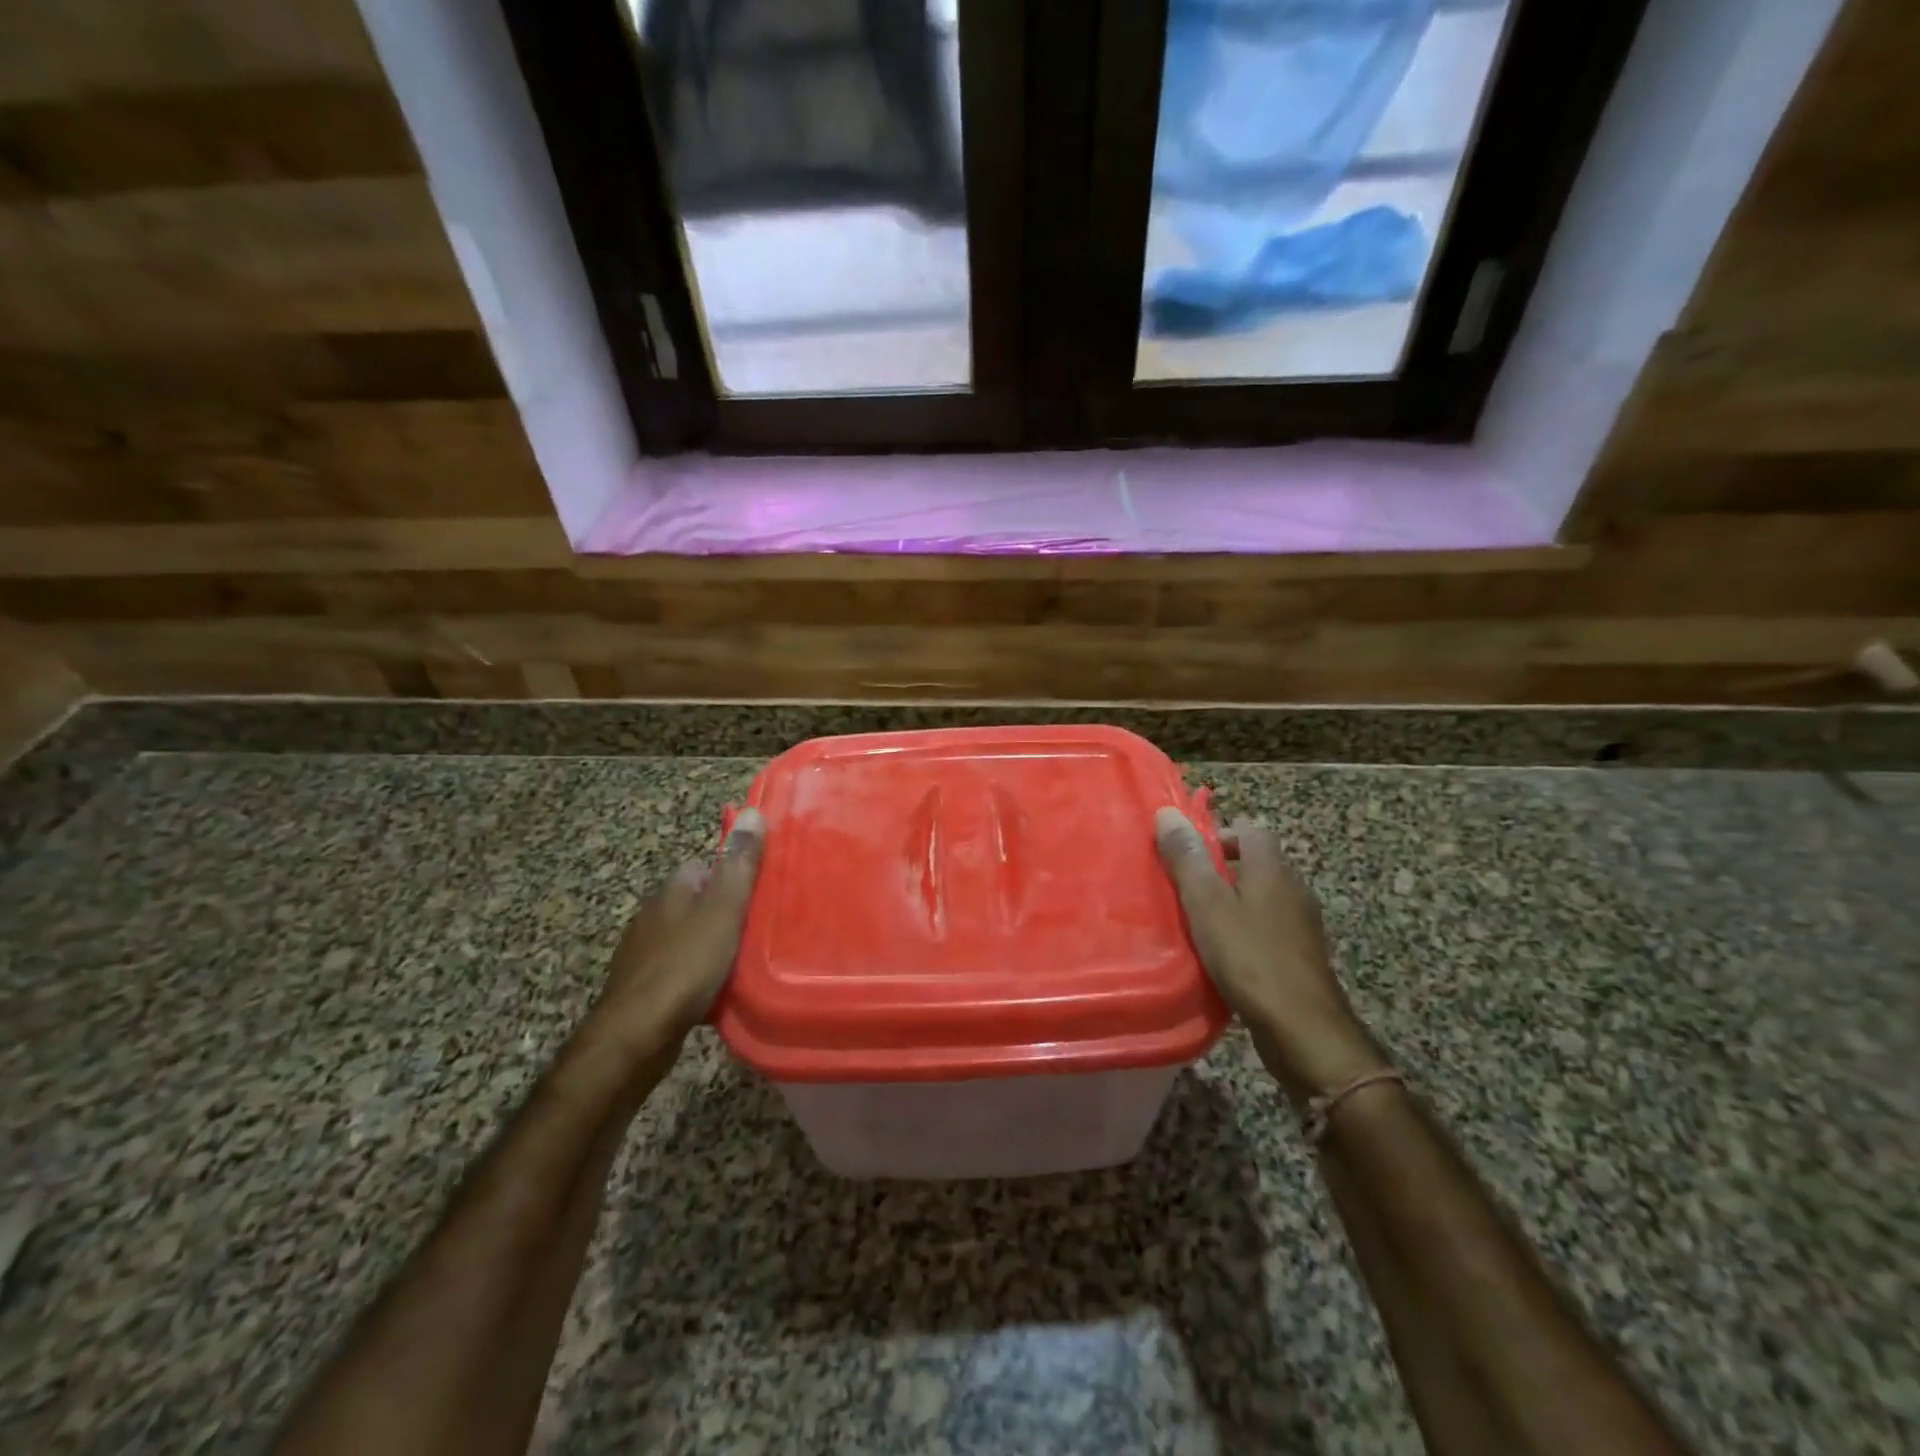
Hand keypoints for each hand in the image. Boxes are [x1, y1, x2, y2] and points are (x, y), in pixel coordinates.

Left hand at [586, 808, 765, 1057]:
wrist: (635, 1036)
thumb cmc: (685, 966)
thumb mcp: (723, 911)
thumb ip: (739, 865)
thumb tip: (751, 812)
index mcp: (671, 891)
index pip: (703, 866)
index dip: (732, 874)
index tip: (760, 889)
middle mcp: (652, 915)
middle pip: (696, 902)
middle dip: (724, 912)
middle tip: (760, 927)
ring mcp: (643, 953)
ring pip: (688, 938)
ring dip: (712, 946)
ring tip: (745, 960)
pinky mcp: (643, 988)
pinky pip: (679, 971)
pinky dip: (698, 976)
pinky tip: (717, 992)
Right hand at [1155, 808, 1386, 1100]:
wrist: (1303, 1029)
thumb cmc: (1250, 957)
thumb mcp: (1207, 904)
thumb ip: (1187, 859)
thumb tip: (1168, 813)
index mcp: (1272, 868)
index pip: (1250, 829)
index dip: (1217, 834)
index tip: (1185, 855)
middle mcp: (1293, 887)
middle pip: (1256, 862)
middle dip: (1220, 868)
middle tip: (1184, 888)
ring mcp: (1302, 923)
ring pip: (1262, 896)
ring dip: (1232, 901)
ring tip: (1197, 920)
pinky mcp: (1301, 954)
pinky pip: (1268, 927)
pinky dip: (1245, 930)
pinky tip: (1223, 952)